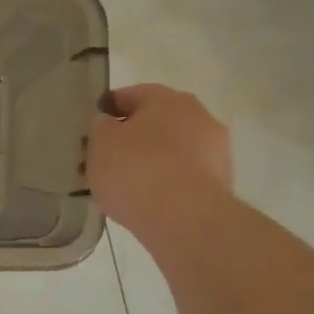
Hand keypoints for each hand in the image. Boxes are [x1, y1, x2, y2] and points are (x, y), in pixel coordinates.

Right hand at [86, 83, 233, 238]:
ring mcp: (216, 150)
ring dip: (152, 161)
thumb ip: (101, 127)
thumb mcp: (100, 142)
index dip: (108, 109)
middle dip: (133, 137)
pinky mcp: (221, 183)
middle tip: (107, 157)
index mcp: (167, 98)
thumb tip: (109, 125)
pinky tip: (148, 201)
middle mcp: (198, 115)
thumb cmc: (136, 169)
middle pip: (156, 122)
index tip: (92, 127)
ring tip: (125, 185)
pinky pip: (184, 176)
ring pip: (172, 150)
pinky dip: (167, 183)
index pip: (131, 95)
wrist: (185, 219)